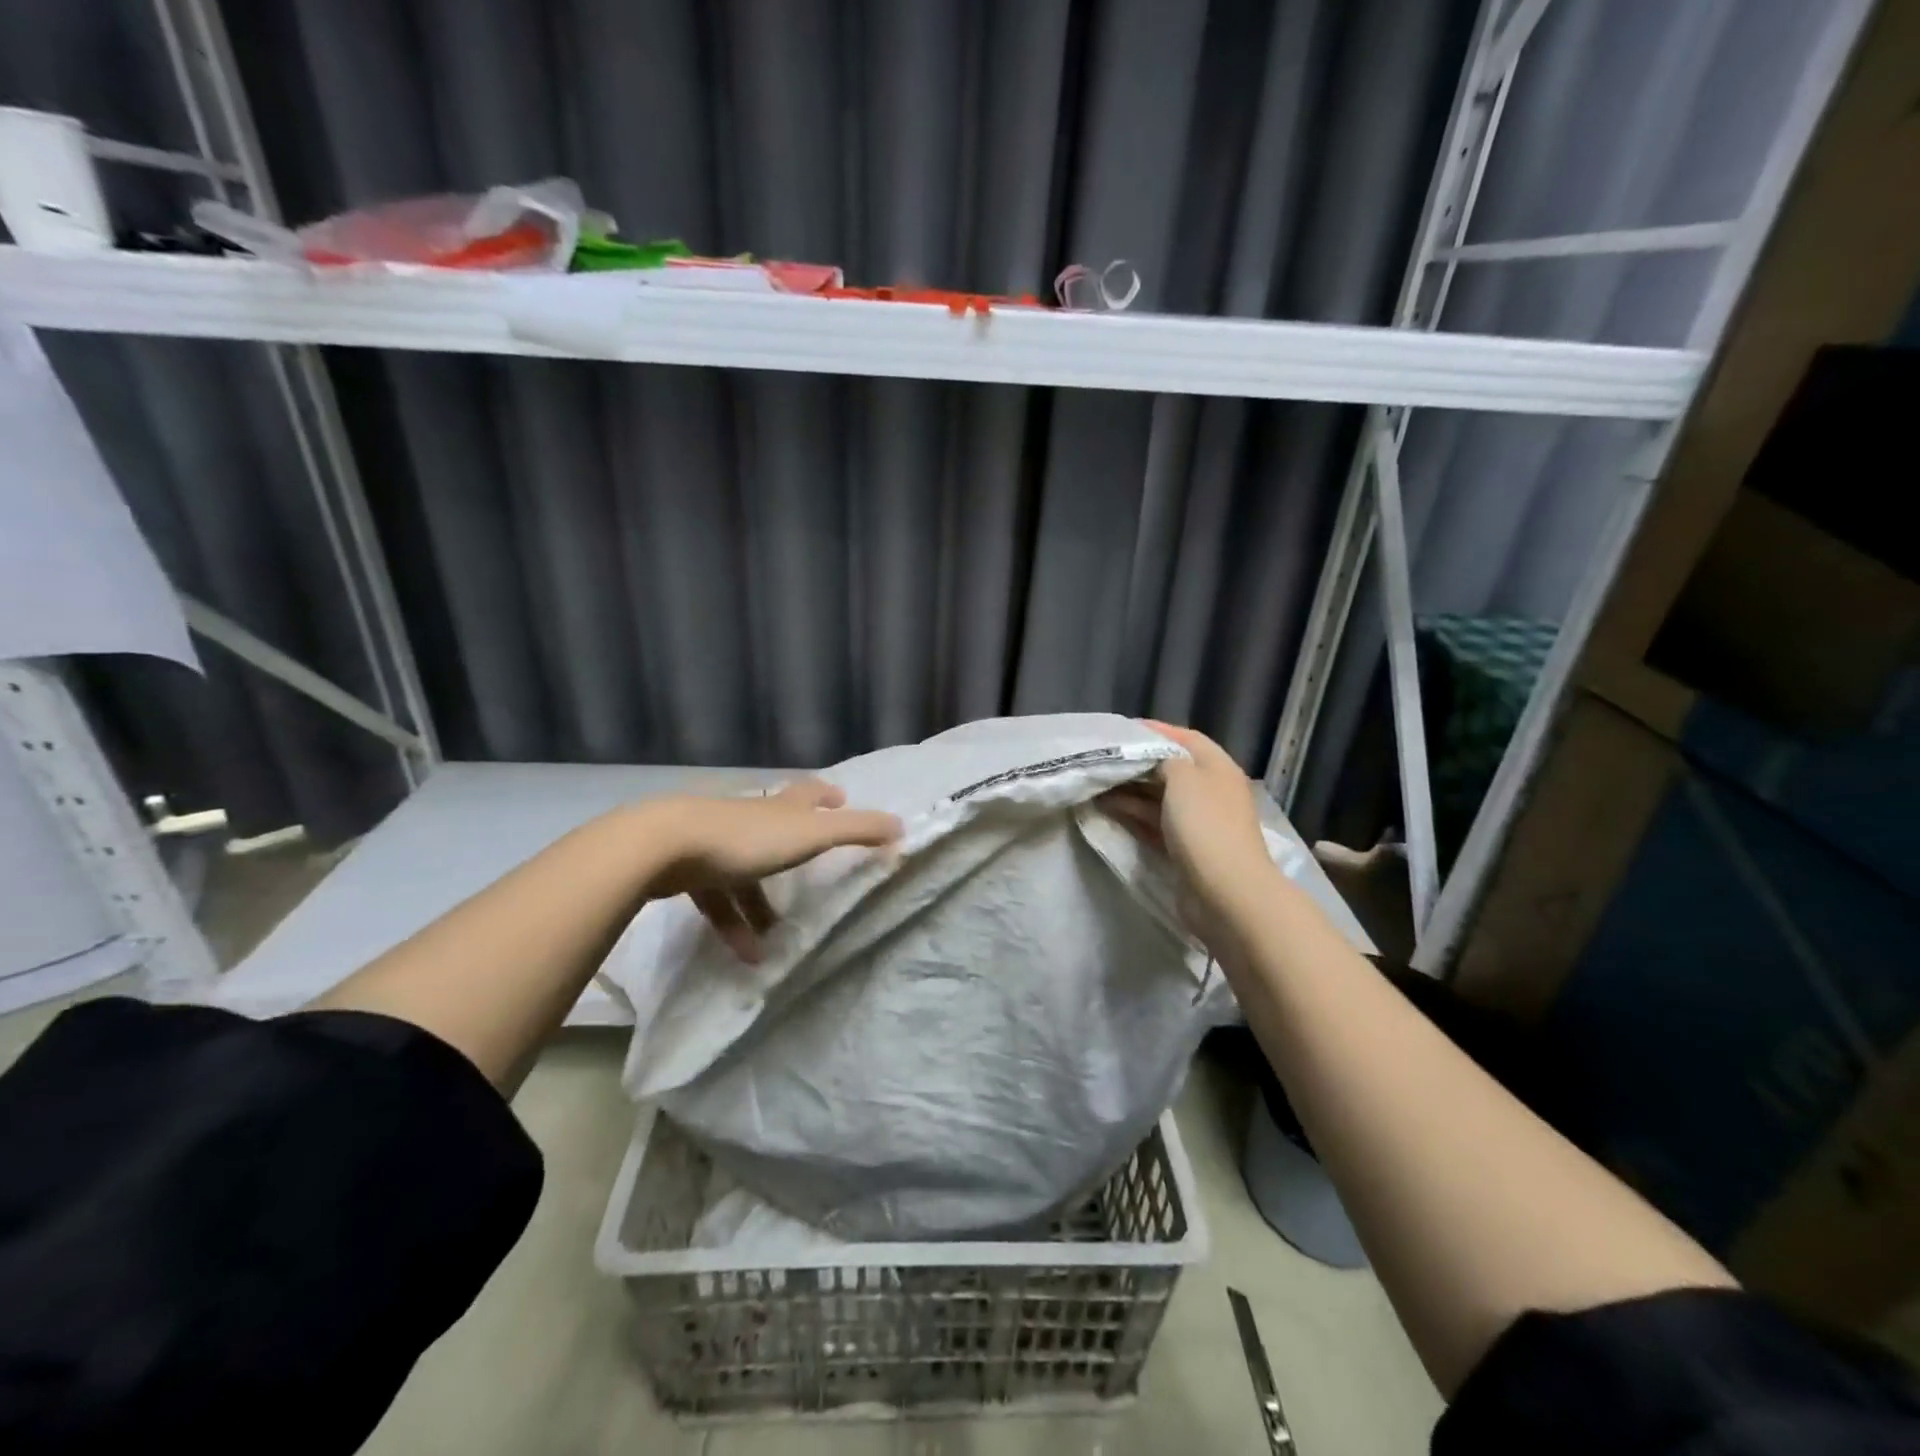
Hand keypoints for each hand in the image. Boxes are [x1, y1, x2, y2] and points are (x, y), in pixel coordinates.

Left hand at [642, 779, 901, 961]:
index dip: (826, 795)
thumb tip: (902, 826)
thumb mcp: (810, 834)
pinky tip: (746, 955)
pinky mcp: (687, 869)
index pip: (807, 793)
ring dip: (762, 904)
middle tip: (814, 865)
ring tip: (779, 936)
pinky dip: (732, 924)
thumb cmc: (745, 839)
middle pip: (774, 826)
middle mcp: (748, 818)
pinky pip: (716, 899)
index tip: (840, 797)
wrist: (663, 847)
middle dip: (794, 845)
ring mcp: (713, 841)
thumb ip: (857, 830)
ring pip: (745, 872)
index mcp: (778, 807)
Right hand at [1100, 720, 1273, 944]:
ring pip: (1158, 798)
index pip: (1185, 739)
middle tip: (1102, 759)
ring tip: (1095, 785)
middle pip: (1170, 769)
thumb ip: (1164, 759)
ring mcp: (1198, 822)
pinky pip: (1154, 823)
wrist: (1226, 893)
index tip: (1122, 730)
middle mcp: (1210, 791)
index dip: (1155, 731)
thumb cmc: (1205, 825)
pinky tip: (1107, 809)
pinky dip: (1133, 814)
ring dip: (1129, 791)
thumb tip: (1153, 760)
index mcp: (1217, 768)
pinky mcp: (1185, 849)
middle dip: (1136, 764)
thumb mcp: (1182, 778)